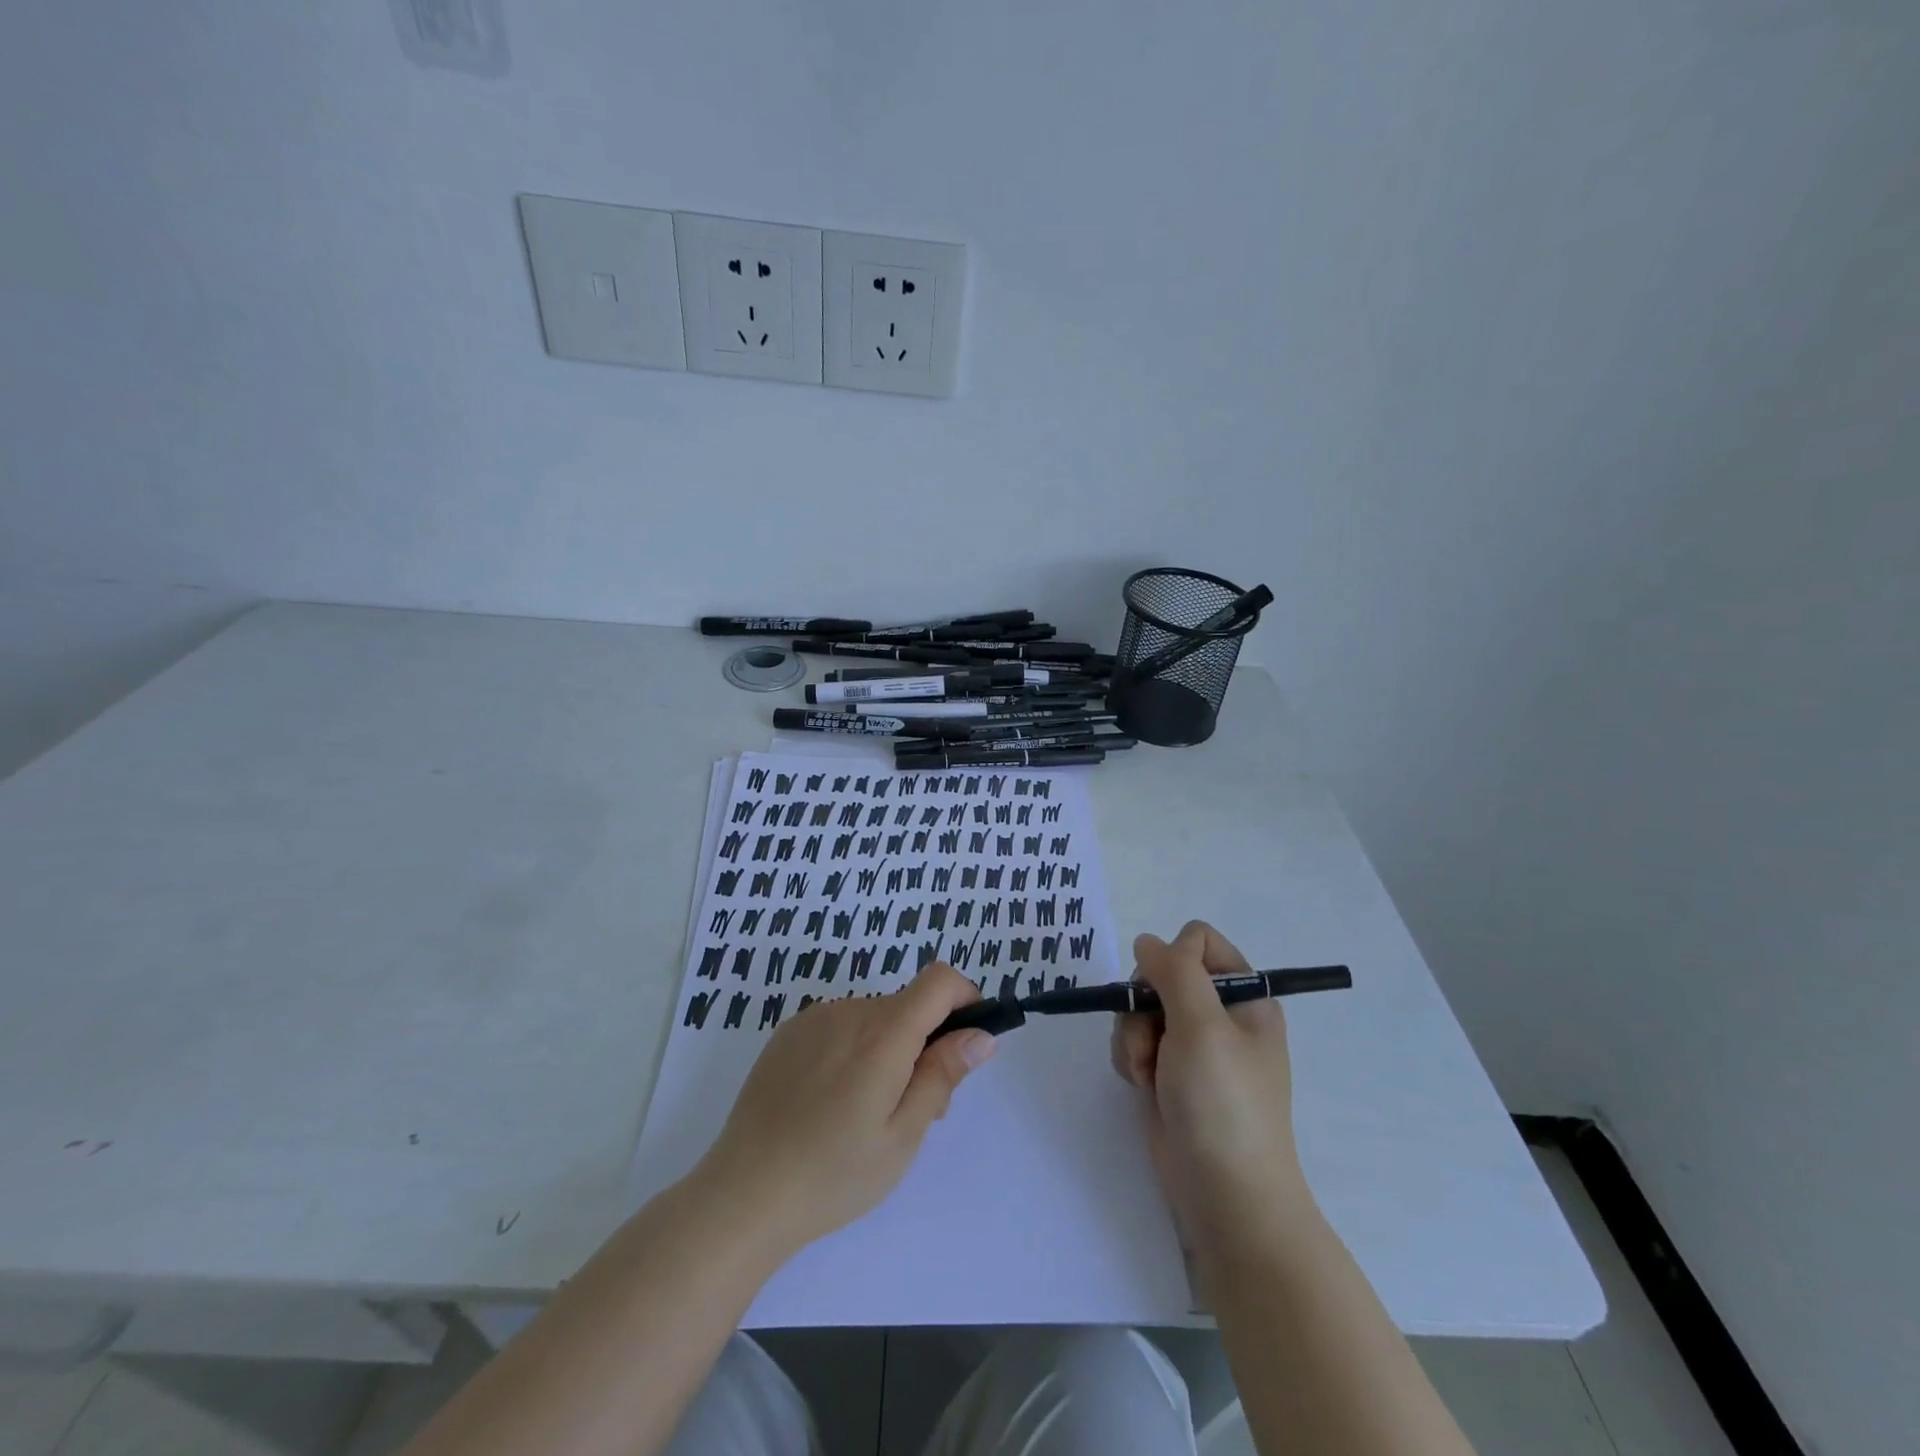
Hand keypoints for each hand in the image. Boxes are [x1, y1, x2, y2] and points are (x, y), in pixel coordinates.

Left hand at [693, 963, 995, 1262]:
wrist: (743, 1194)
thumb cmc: (834, 1174)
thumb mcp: (903, 1135)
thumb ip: (943, 1075)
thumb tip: (980, 1035)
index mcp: (884, 1033)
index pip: (939, 980)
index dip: (964, 998)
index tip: (966, 1040)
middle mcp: (849, 1011)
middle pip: (907, 1005)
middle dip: (925, 1042)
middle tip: (915, 1108)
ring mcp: (814, 1019)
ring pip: (873, 1019)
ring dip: (887, 1048)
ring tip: (866, 1114)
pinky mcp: (788, 1033)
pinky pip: (839, 1026)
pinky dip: (852, 1050)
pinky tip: (829, 1103)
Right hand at [1111, 921, 1314, 1257]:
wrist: (1226, 1198)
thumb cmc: (1223, 1104)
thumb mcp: (1203, 1025)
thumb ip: (1175, 971)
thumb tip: (1147, 941)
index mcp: (1245, 997)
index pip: (1199, 941)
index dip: (1173, 959)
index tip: (1165, 993)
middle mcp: (1219, 1016)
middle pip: (1161, 974)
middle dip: (1145, 1005)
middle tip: (1152, 1042)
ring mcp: (1193, 1047)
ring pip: (1141, 1008)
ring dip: (1133, 1036)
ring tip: (1145, 1073)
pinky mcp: (1169, 1074)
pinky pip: (1135, 1041)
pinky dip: (1130, 1058)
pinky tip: (1140, 1086)